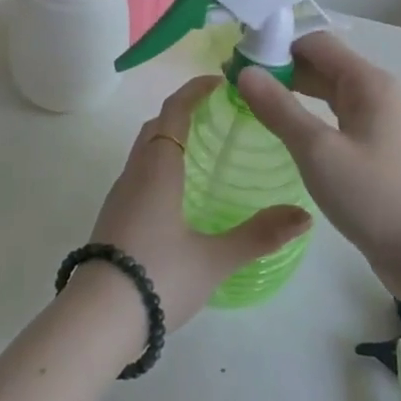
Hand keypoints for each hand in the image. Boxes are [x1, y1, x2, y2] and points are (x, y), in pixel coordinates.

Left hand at [84, 75, 311, 330]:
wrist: (97, 319)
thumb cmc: (158, 277)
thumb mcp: (214, 259)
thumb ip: (259, 235)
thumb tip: (304, 216)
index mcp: (158, 168)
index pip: (174, 111)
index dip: (194, 91)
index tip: (219, 81)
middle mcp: (135, 172)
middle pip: (156, 126)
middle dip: (182, 111)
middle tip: (216, 113)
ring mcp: (119, 195)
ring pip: (143, 150)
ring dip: (168, 137)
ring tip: (202, 149)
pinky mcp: (112, 217)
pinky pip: (138, 172)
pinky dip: (158, 163)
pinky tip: (178, 192)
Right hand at [235, 33, 400, 277]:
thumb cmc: (372, 196)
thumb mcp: (317, 150)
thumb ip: (279, 108)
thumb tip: (245, 72)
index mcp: (367, 81)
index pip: (314, 42)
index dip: (275, 44)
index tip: (237, 59)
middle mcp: (373, 90)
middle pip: (319, 62)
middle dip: (278, 66)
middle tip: (234, 80)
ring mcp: (373, 118)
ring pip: (323, 89)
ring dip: (288, 89)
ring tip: (248, 98)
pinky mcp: (370, 144)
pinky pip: (330, 114)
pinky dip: (303, 112)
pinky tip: (280, 125)